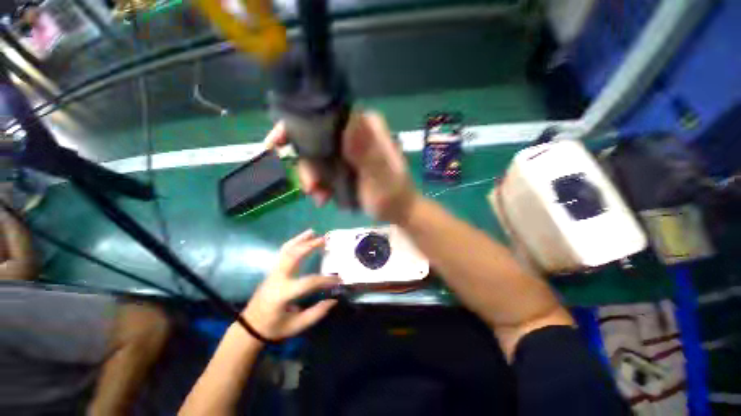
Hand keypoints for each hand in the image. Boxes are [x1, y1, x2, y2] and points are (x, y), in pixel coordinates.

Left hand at [242, 229, 339, 340]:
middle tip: (324, 239)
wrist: (249, 328)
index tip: (339, 279)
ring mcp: (273, 272)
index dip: (326, 279)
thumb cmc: (273, 328)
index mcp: (284, 294)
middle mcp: (277, 279)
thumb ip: (316, 313)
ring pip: (286, 250)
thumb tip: (333, 300)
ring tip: (313, 232)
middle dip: (309, 246)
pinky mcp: (272, 270)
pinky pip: (283, 252)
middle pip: (294, 256)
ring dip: (300, 239)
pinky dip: (293, 242)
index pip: (309, 282)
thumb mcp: (296, 325)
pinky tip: (302, 238)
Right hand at [265, 112, 418, 222]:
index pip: (324, 115)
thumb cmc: (393, 196)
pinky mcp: (346, 163)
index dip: (296, 126)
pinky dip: (320, 183)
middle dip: (307, 164)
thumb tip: (348, 121)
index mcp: (365, 127)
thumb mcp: (381, 178)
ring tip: (321, 198)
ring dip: (313, 178)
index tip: (275, 145)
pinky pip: (324, 168)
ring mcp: (349, 148)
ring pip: (317, 155)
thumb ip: (368, 154)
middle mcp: (355, 132)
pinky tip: (325, 198)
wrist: (398, 211)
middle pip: (316, 137)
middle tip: (311, 187)